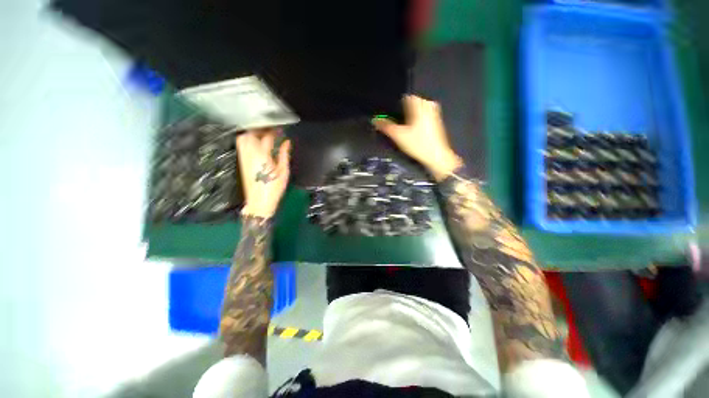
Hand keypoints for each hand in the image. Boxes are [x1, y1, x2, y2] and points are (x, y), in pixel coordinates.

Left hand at [236, 128, 291, 217]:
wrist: (260, 201)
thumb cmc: (274, 187)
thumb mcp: (284, 171)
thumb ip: (284, 154)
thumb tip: (287, 142)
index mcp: (263, 155)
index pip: (267, 137)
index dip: (274, 131)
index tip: (280, 130)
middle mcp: (250, 153)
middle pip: (251, 133)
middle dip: (261, 129)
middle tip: (271, 130)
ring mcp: (244, 157)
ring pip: (243, 138)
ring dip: (252, 133)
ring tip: (263, 135)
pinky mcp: (242, 162)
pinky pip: (241, 145)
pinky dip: (248, 140)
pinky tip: (256, 143)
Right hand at [372, 95, 462, 180]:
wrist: (436, 156)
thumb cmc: (418, 144)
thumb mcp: (398, 135)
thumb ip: (385, 126)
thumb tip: (374, 120)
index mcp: (419, 104)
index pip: (403, 97)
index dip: (393, 107)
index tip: (388, 116)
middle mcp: (428, 105)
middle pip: (409, 104)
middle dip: (400, 113)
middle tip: (394, 125)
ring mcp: (433, 112)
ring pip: (415, 111)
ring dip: (407, 118)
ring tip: (401, 129)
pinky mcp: (435, 121)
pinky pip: (421, 116)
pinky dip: (414, 121)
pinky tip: (411, 132)